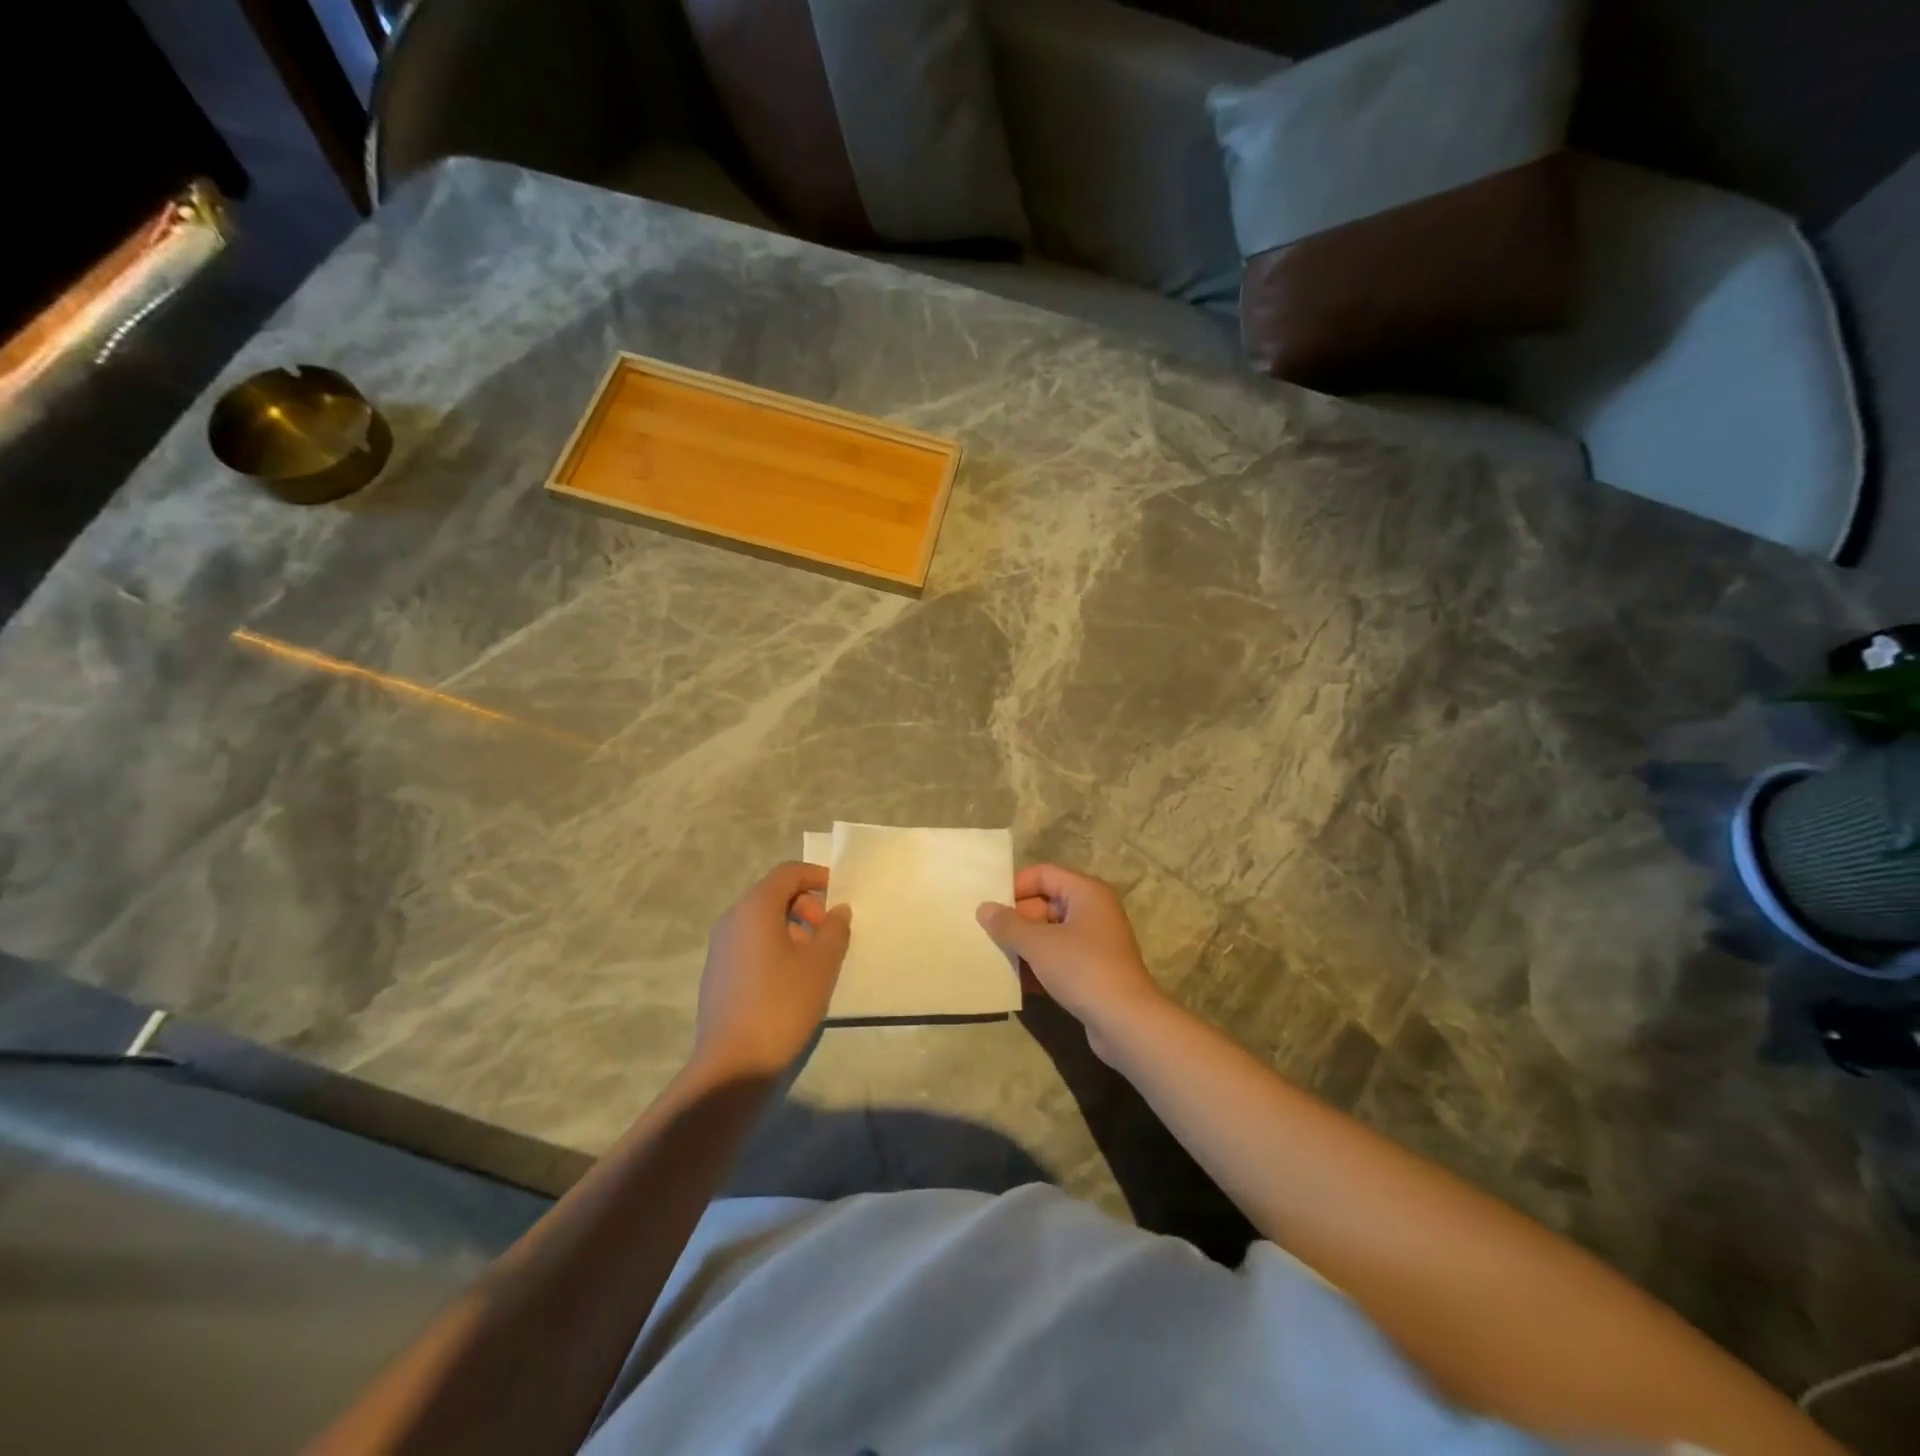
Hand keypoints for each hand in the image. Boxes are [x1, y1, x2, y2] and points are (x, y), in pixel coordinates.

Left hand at [694, 863, 851, 1078]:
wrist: (733, 1064)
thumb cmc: (782, 1004)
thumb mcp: (821, 964)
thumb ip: (835, 930)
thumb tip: (837, 911)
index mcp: (755, 909)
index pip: (787, 873)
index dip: (816, 876)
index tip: (840, 894)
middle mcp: (732, 920)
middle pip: (773, 895)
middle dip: (806, 906)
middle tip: (829, 934)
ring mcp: (720, 948)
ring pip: (762, 922)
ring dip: (793, 929)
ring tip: (816, 961)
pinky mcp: (718, 974)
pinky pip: (751, 945)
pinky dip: (775, 948)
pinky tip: (792, 981)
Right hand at [979, 865, 1168, 1062]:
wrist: (1126, 1022)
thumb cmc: (1082, 969)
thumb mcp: (1039, 944)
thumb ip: (1008, 924)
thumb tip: (983, 908)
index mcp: (1086, 892)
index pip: (1044, 874)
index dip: (1015, 886)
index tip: (989, 905)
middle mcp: (1094, 910)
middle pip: (1046, 903)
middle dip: (1017, 919)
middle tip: (987, 934)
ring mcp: (1095, 942)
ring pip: (1051, 933)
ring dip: (1025, 945)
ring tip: (995, 957)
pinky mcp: (1094, 969)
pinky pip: (1060, 957)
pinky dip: (1040, 965)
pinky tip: (1017, 982)